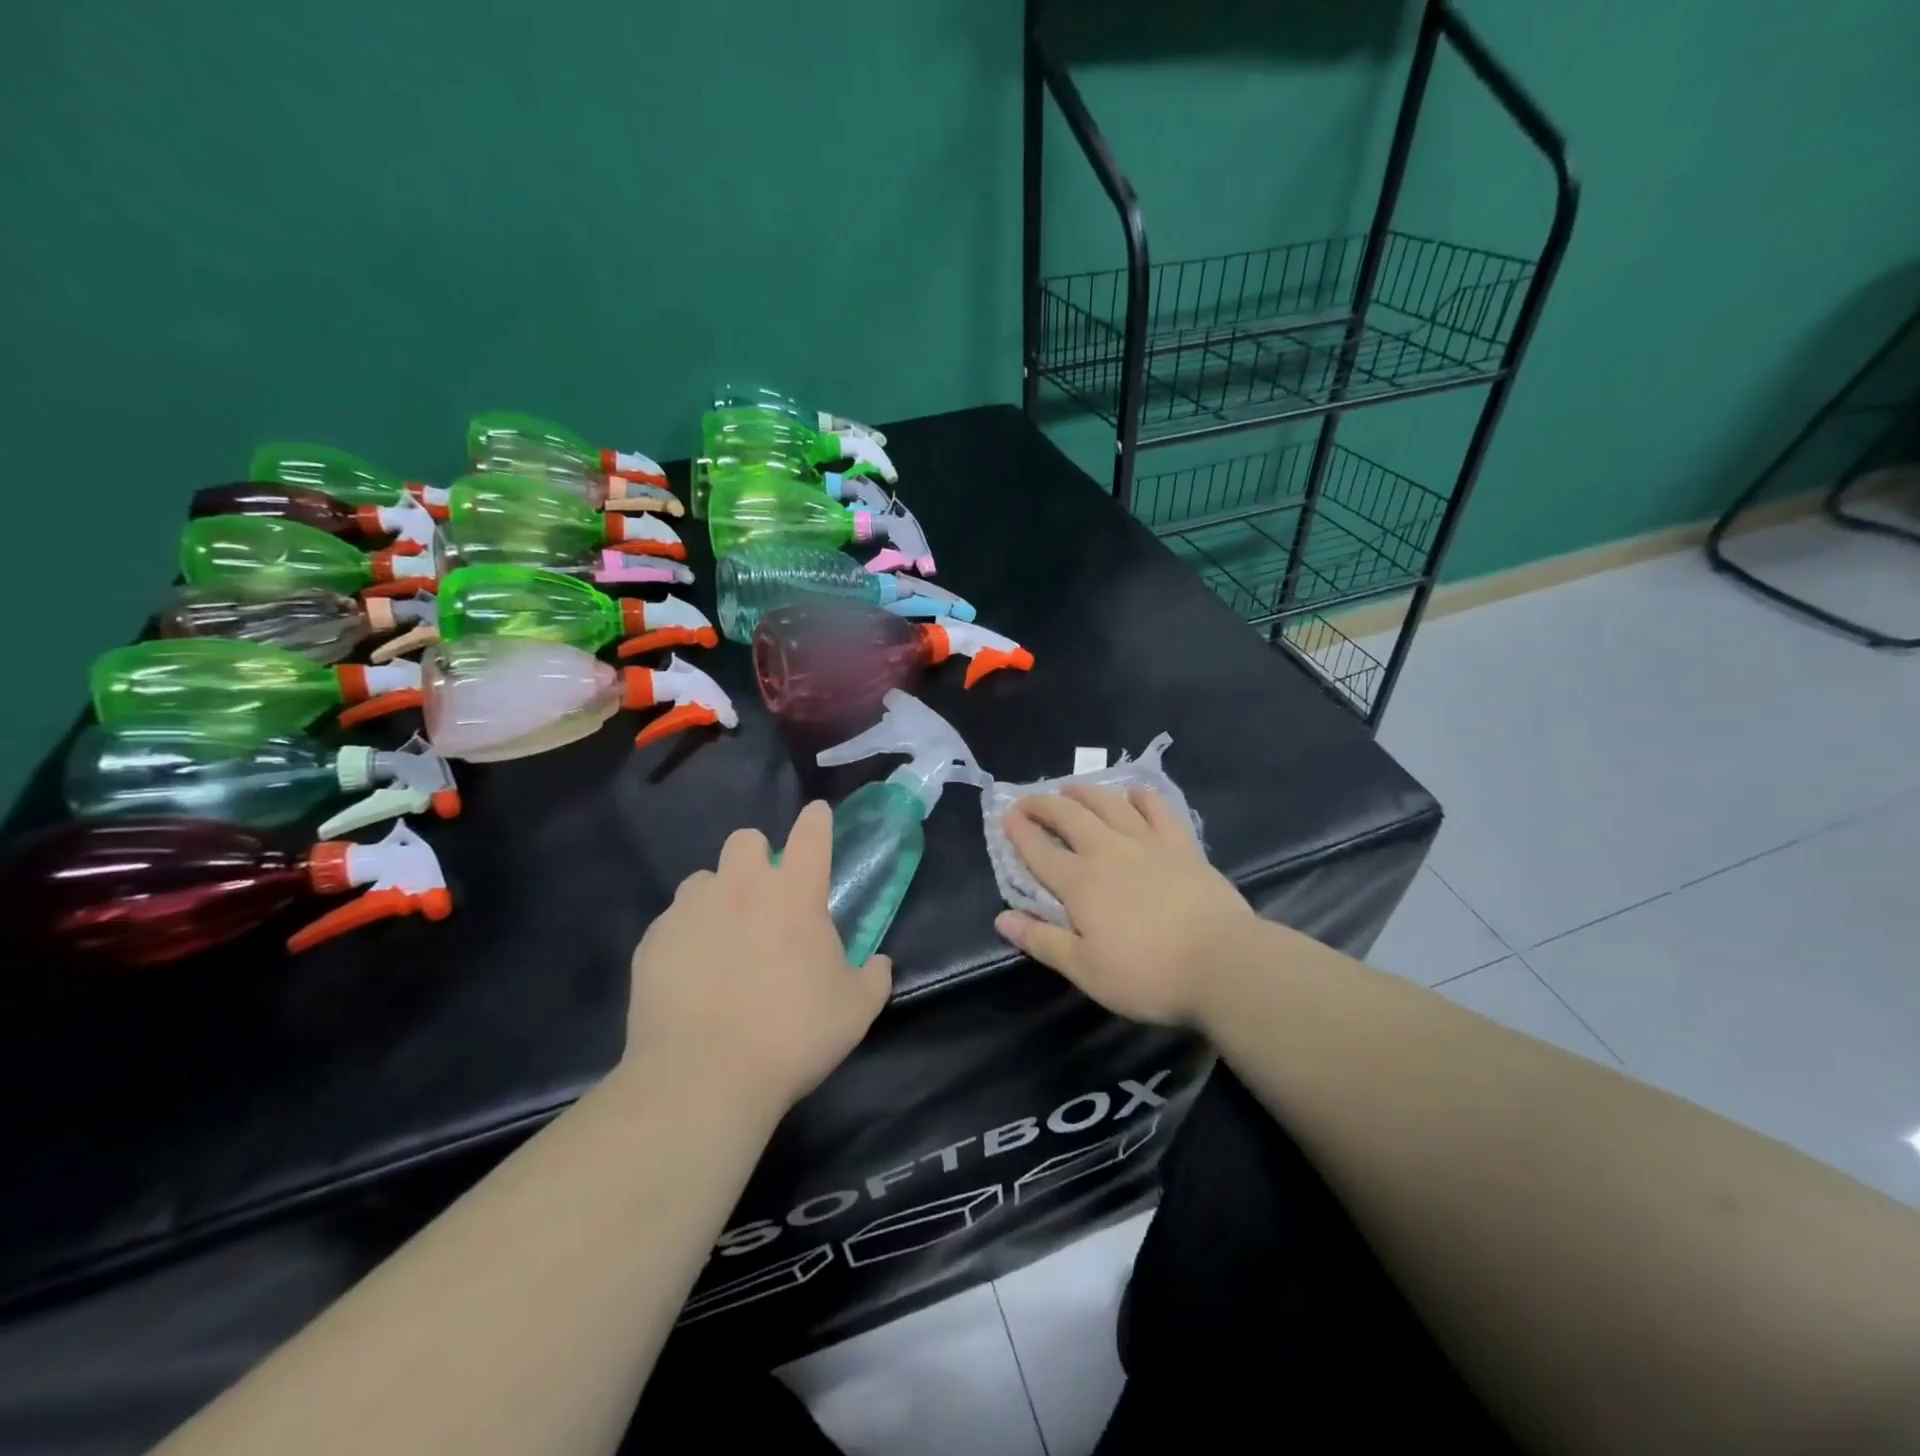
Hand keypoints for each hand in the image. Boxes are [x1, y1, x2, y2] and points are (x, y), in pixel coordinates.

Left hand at [621, 801, 891, 1114]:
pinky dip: (685, 937)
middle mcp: (741, 887)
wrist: (703, 1077)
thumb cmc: (792, 1035)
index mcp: (794, 893)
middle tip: (765, 897)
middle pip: (746, 839)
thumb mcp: (855, 1010)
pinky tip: (690, 975)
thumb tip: (878, 963)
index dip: (816, 820)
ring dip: (718, 897)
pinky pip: (672, 922)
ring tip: (722, 939)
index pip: (811, 833)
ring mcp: (690, 910)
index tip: (817, 818)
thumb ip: (873, 976)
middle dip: (757, 857)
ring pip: (703, 879)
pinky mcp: (653, 941)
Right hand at [995, 785, 1255, 1025]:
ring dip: (1084, 792)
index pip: (1039, 850)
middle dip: (1043, 804)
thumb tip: (1001, 918)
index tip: (1005, 817)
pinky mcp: (1181, 844)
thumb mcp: (1085, 969)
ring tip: (1070, 788)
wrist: (1222, 963)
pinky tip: (1133, 794)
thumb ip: (1042, 940)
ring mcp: (1147, 843)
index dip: (1018, 832)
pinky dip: (1141, 796)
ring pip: (1108, 804)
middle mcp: (1107, 852)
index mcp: (1080, 883)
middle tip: (1028, 800)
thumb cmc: (1148, 974)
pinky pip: (1157, 809)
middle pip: (1068, 817)